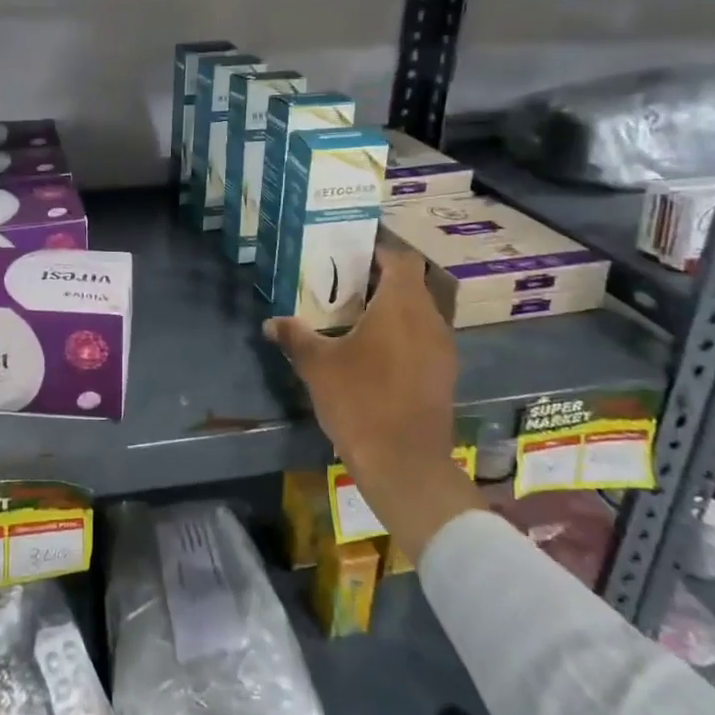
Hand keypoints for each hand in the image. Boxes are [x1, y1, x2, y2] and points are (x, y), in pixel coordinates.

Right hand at [266, 245, 482, 562]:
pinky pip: (422, 339)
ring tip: (355, 316)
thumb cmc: (360, 401)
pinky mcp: (443, 375)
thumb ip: (295, 336)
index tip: (350, 253)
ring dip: (391, 309)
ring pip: (418, 313)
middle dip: (379, 280)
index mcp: (401, 306)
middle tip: (343, 284)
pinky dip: (401, 335)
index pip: (400, 259)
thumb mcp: (317, 365)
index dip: (378, 251)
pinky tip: (373, 353)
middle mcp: (429, 320)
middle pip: (410, 284)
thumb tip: (270, 322)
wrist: (405, 464)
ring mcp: (442, 349)